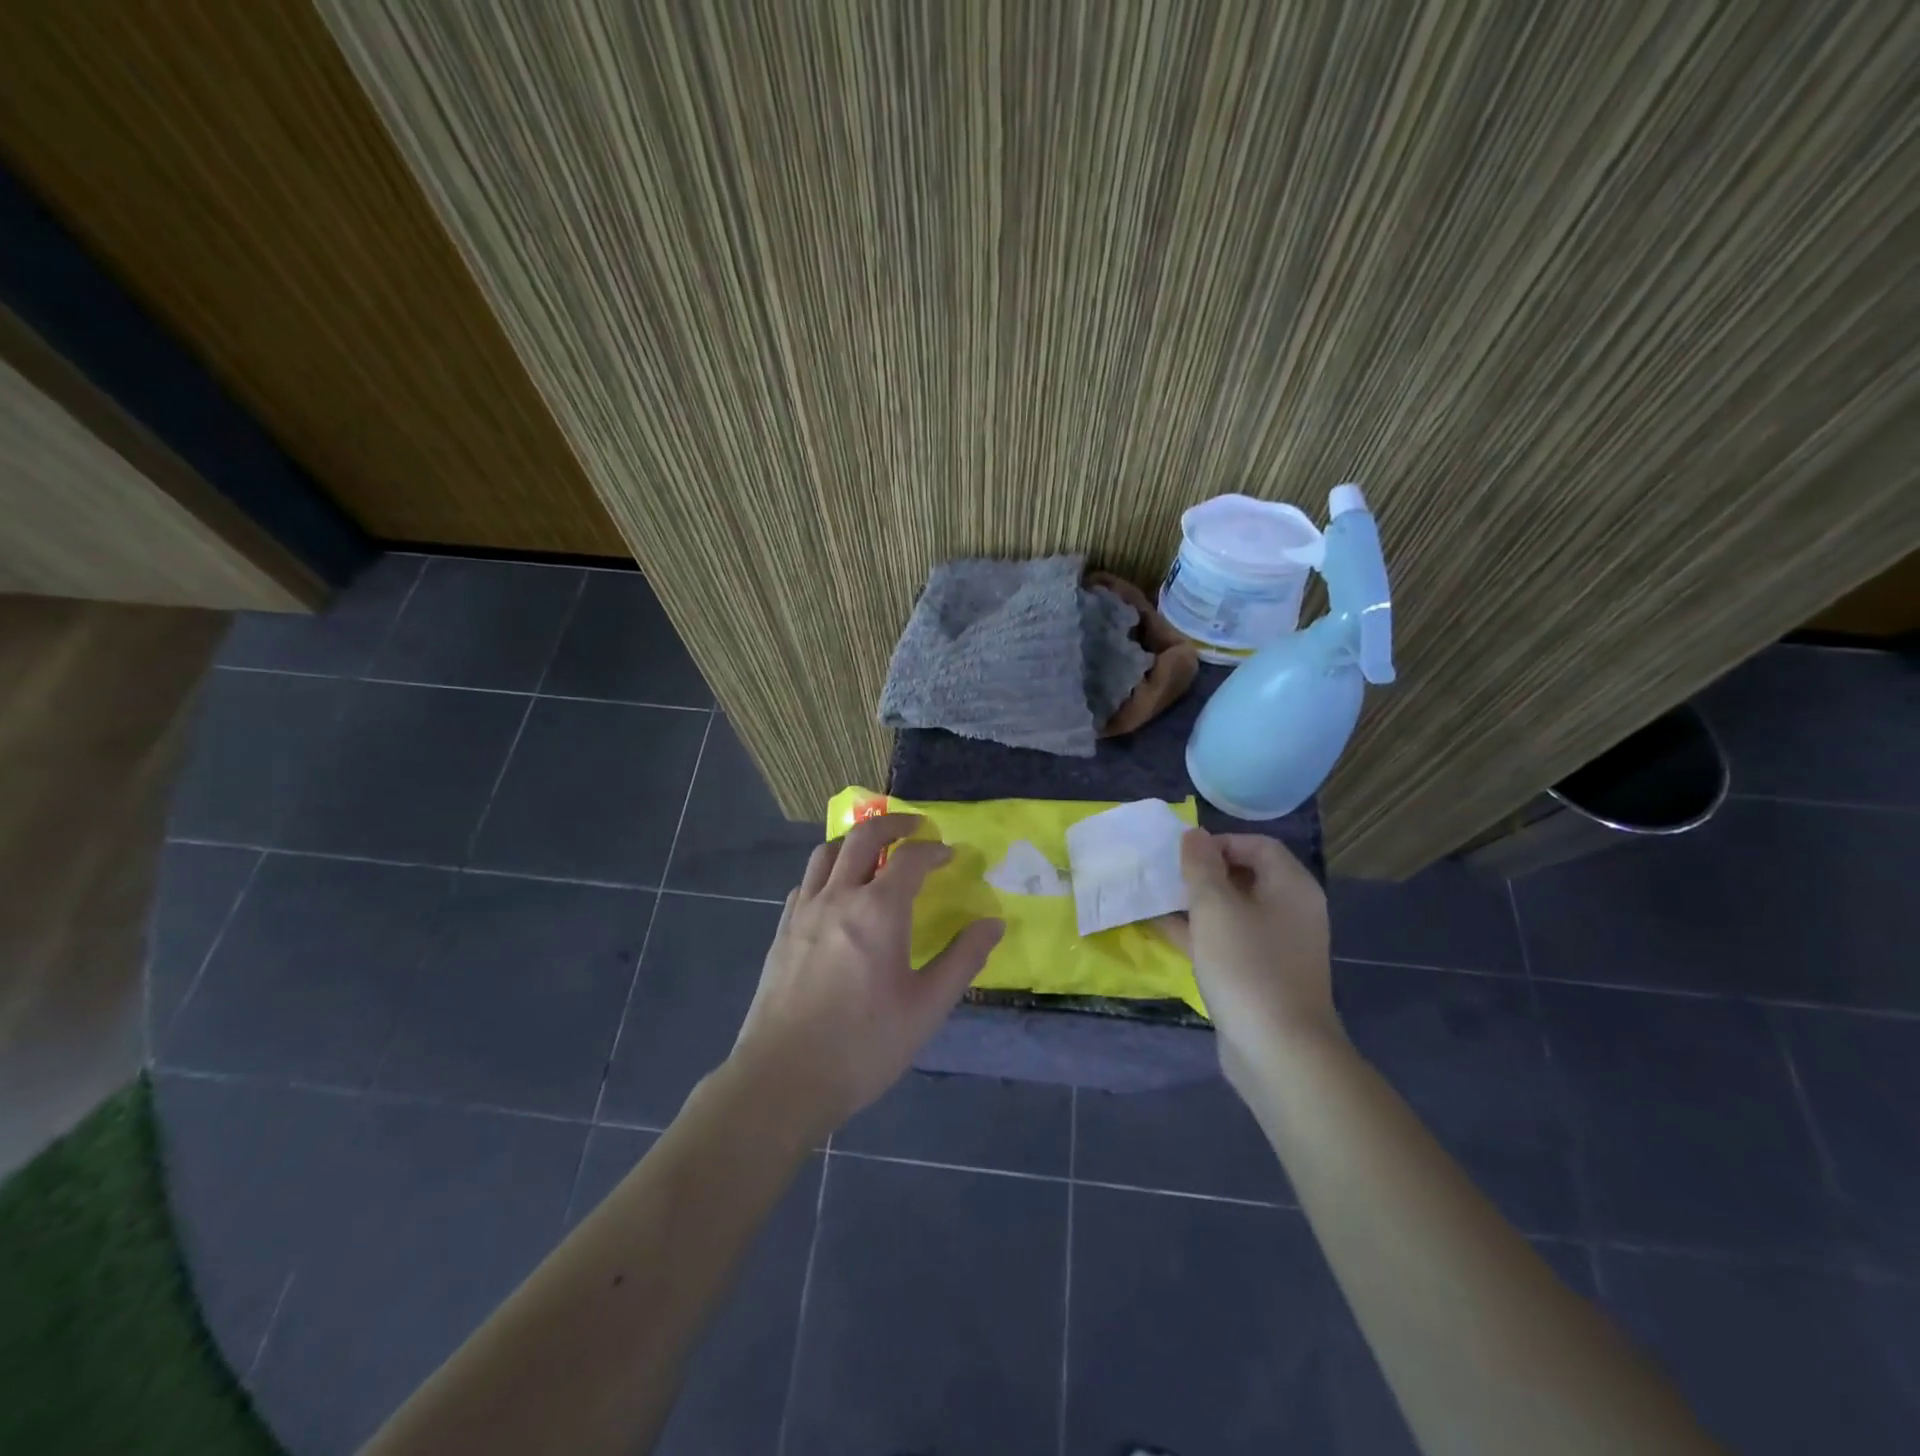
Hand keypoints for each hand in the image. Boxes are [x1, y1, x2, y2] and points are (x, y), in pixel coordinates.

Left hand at [730, 813, 1004, 1135]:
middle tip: (914, 827)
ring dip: (853, 841)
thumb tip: (993, 923)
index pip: (910, 858)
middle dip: (892, 824)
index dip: (933, 850)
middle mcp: (838, 897)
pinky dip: (826, 872)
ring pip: (825, 853)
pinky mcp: (782, 931)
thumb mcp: (927, 1007)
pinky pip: (805, 883)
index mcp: (878, 911)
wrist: (784, 1079)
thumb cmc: (864, 1045)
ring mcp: (803, 911)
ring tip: (873, 851)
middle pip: (863, 837)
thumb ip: (963, 959)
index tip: (949, 854)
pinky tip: (835, 894)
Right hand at [1158, 829, 1337, 1086]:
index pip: (1257, 845)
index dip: (1219, 843)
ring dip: (1196, 904)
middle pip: (1245, 876)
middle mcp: (1290, 911)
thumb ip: (1200, 866)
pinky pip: (1228, 941)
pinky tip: (1163, 931)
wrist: (1278, 1051)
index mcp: (1291, 887)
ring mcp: (1277, 946)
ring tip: (1156, 898)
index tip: (1182, 855)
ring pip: (1232, 911)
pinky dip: (1200, 933)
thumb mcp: (1215, 908)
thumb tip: (1194, 834)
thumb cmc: (1247, 966)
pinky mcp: (1261, 975)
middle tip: (1165, 875)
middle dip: (1202, 873)